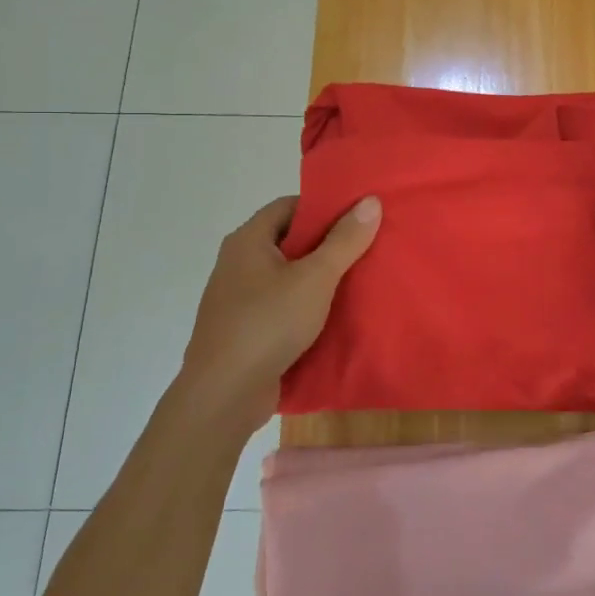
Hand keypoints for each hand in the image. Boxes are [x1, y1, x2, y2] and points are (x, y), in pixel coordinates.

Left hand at [177, 194, 380, 431]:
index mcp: (247, 241)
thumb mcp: (315, 278)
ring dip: (318, 278)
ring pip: (287, 277)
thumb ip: (344, 240)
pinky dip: (306, 306)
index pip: (289, 206)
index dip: (323, 207)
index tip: (357, 216)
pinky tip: (334, 316)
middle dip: (327, 244)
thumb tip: (370, 200)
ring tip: (359, 280)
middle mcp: (238, 263)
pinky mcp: (245, 330)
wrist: (223, 395)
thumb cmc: (267, 324)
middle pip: (289, 241)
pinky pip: (281, 306)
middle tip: (366, 247)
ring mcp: (238, 299)